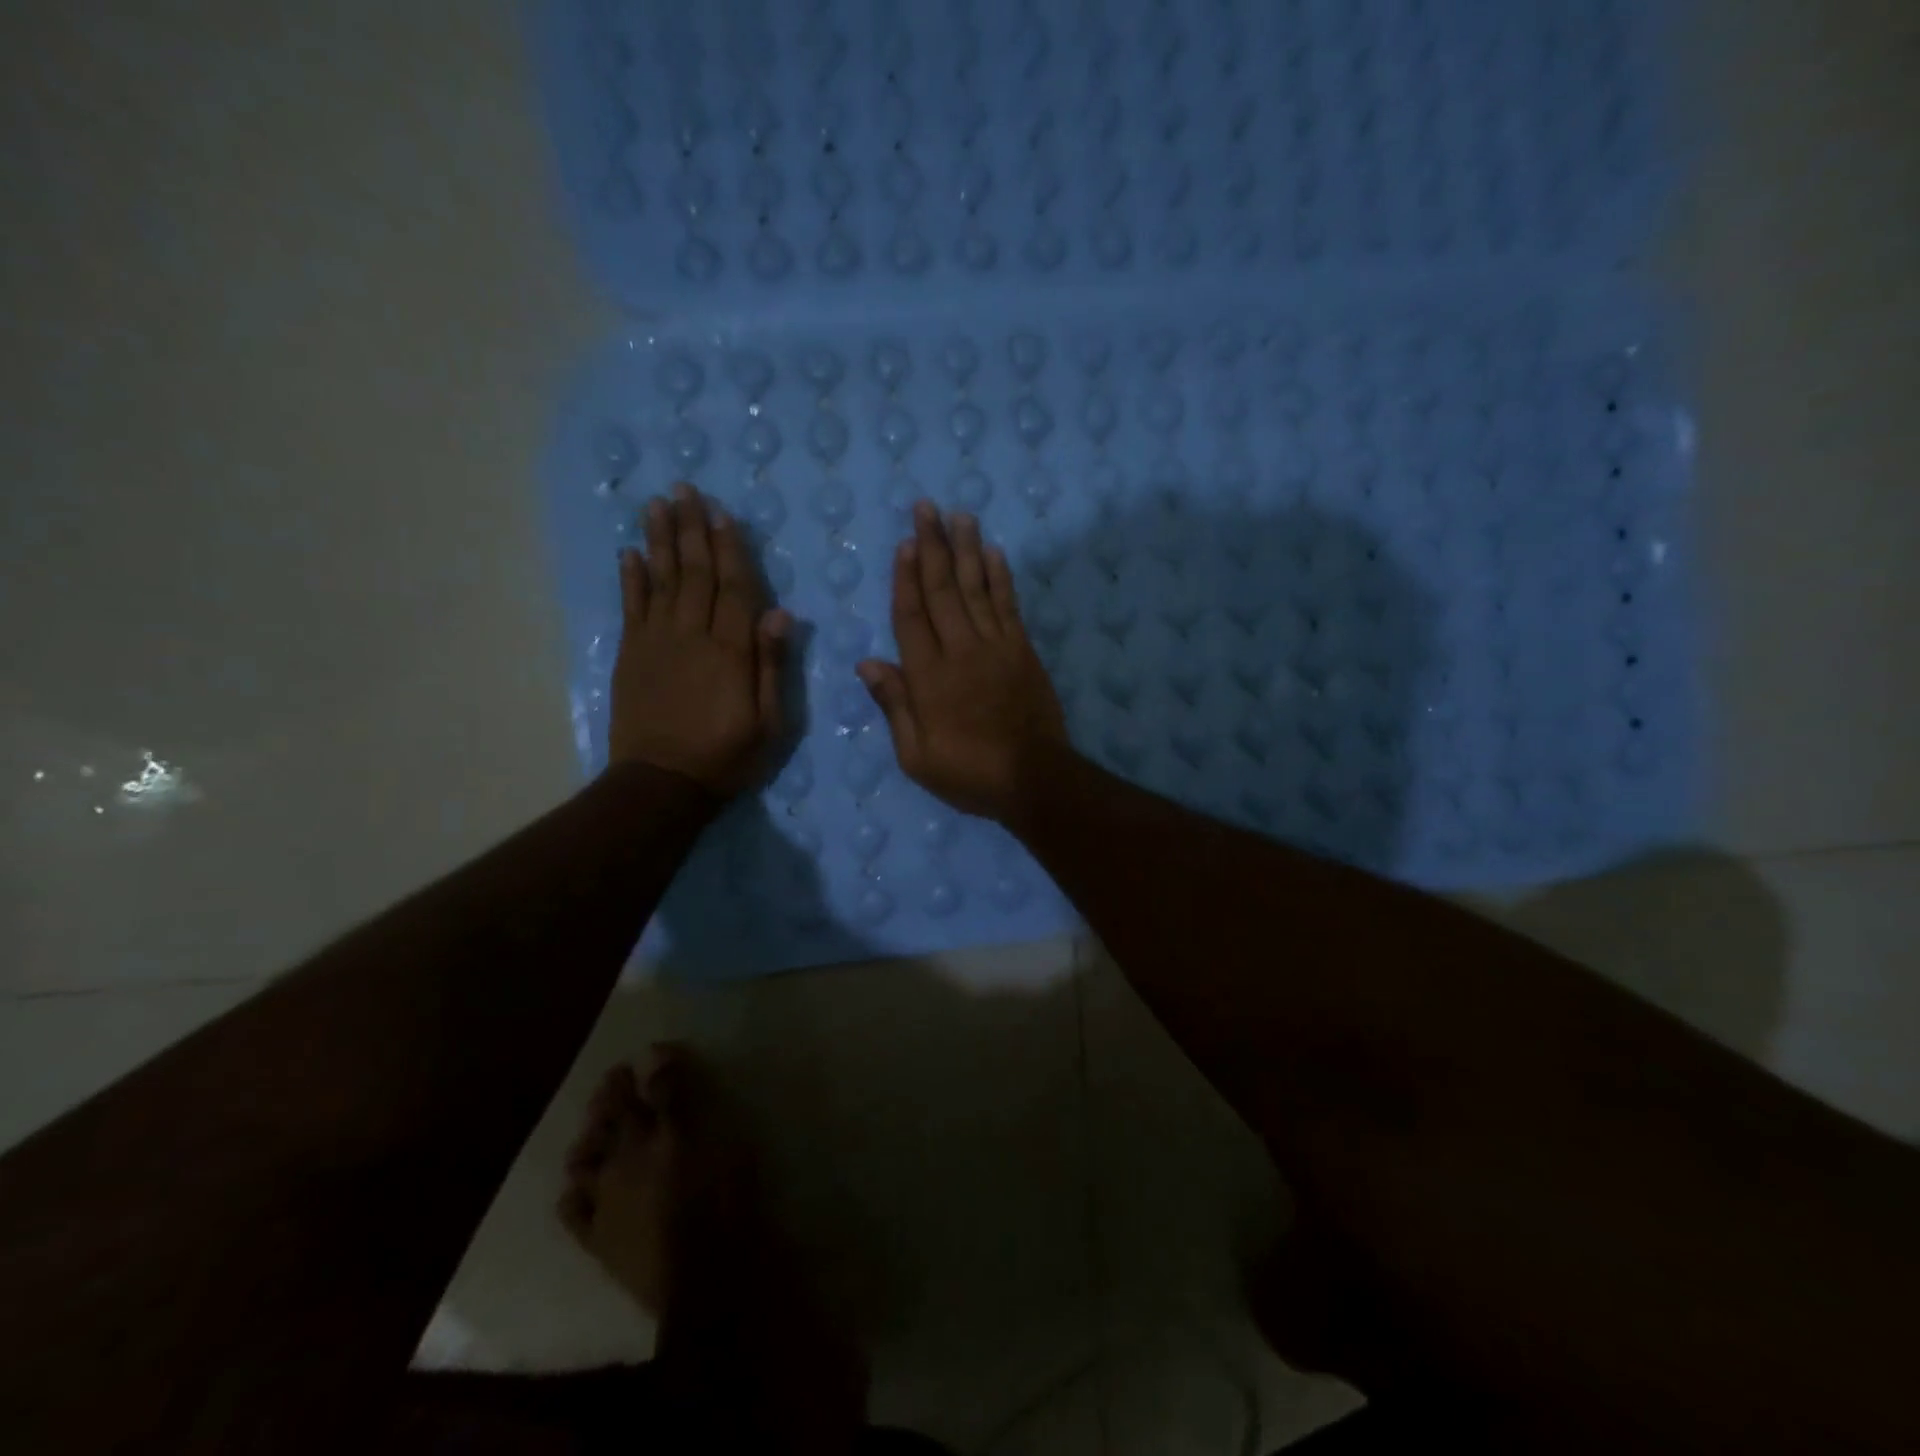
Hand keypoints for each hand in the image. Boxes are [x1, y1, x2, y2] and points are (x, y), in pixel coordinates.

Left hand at [608, 483, 789, 794]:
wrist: (662, 783)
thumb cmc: (726, 757)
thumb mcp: (769, 722)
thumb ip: (772, 666)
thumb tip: (780, 614)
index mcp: (730, 651)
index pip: (733, 588)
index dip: (729, 549)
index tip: (722, 514)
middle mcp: (692, 636)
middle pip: (694, 573)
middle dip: (691, 529)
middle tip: (685, 490)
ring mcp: (657, 642)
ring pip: (661, 580)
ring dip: (660, 540)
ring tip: (657, 504)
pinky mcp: (632, 655)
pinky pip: (631, 607)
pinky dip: (631, 578)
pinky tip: (629, 552)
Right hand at [857, 502, 1067, 821]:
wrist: (1034, 778)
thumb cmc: (968, 772)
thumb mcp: (916, 755)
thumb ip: (894, 705)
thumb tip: (867, 662)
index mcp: (928, 676)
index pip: (911, 615)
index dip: (906, 577)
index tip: (906, 543)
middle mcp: (960, 650)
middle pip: (943, 590)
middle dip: (934, 546)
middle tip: (927, 508)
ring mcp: (996, 647)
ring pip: (977, 588)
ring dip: (968, 550)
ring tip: (961, 515)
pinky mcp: (1022, 651)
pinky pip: (1008, 606)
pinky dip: (1001, 577)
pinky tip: (995, 553)